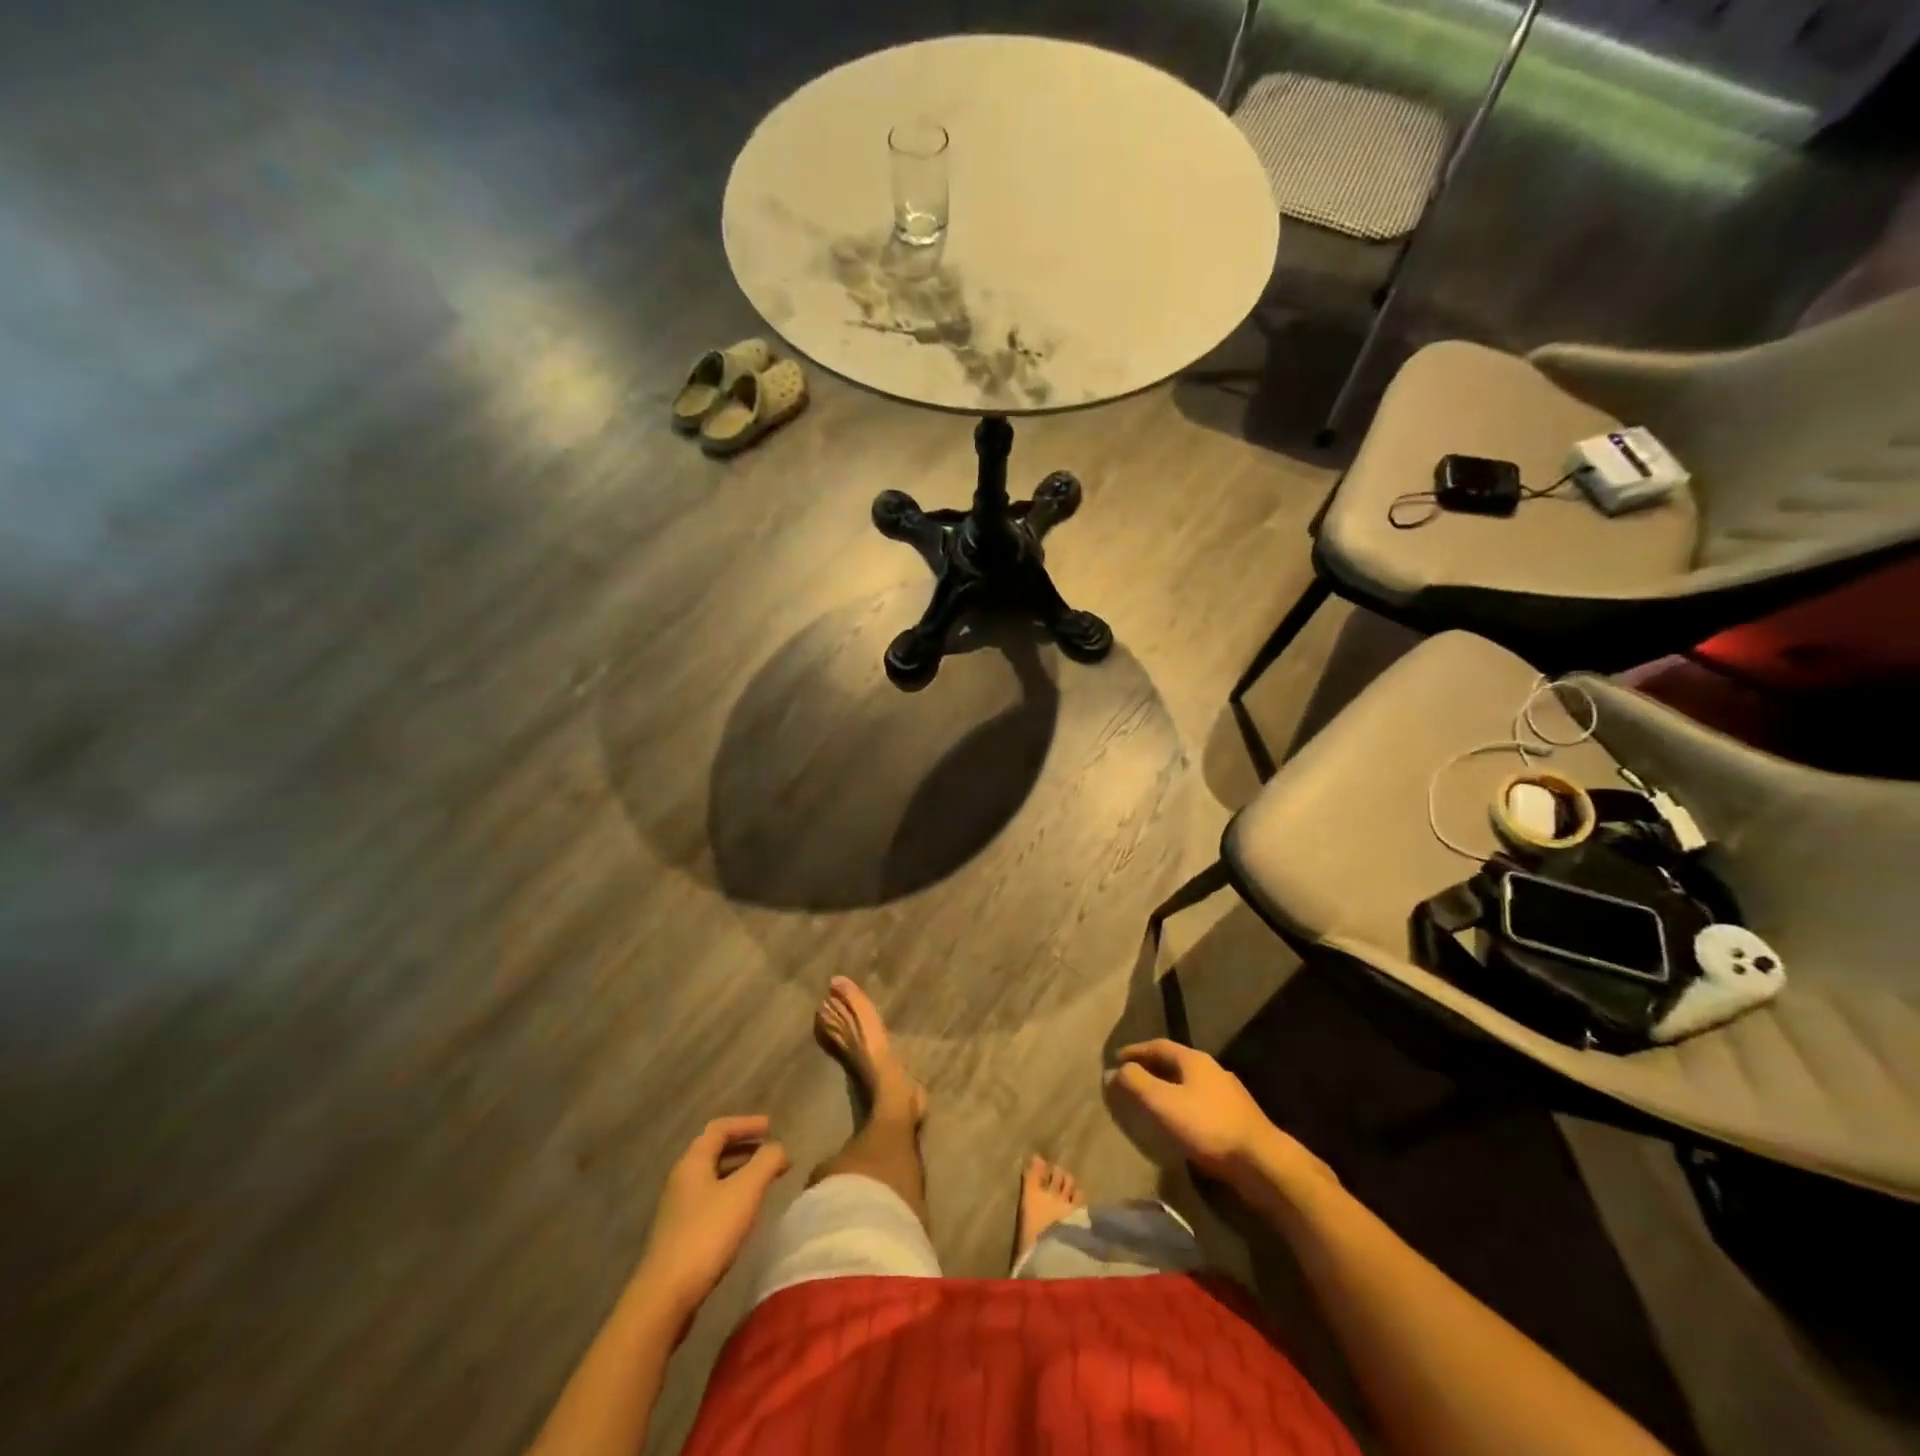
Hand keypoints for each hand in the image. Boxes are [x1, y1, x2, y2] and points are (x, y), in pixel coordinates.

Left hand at [637, 1116, 789, 1320]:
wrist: (665, 1296)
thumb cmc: (708, 1233)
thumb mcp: (745, 1191)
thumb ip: (766, 1162)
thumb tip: (779, 1148)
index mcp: (693, 1162)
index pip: (719, 1128)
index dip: (746, 1123)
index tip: (771, 1127)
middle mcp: (681, 1179)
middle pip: (714, 1152)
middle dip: (745, 1148)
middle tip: (771, 1153)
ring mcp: (677, 1209)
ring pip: (712, 1178)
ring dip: (739, 1172)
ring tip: (764, 1181)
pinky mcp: (679, 1235)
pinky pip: (709, 1201)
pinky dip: (731, 1195)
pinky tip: (744, 1213)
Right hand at [1105, 1040, 1312, 1187]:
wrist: (1262, 1163)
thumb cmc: (1208, 1127)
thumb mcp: (1163, 1102)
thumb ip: (1136, 1083)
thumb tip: (1114, 1071)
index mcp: (1194, 1060)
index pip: (1158, 1046)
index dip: (1135, 1051)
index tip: (1116, 1059)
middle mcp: (1213, 1069)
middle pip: (1175, 1062)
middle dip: (1152, 1068)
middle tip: (1131, 1078)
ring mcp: (1229, 1094)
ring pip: (1190, 1083)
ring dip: (1168, 1088)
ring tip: (1152, 1101)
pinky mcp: (1238, 1118)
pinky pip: (1201, 1103)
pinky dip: (1183, 1105)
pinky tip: (1180, 1123)